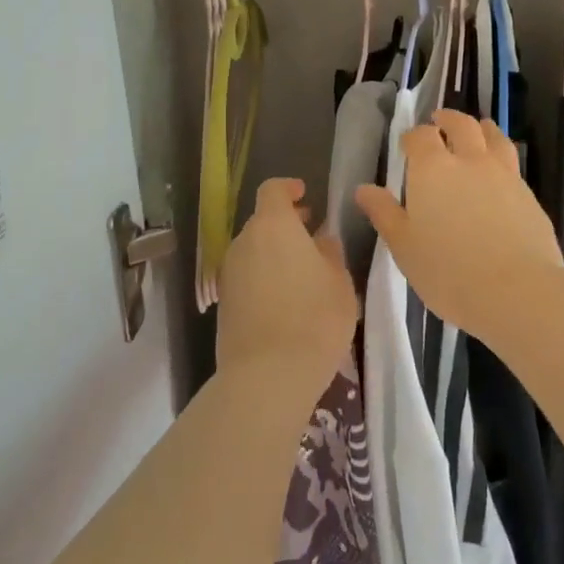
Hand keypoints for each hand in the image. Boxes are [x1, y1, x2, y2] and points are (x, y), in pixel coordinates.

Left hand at [216, 177, 358, 396]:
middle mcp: (244, 242)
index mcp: (273, 226)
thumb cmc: (314, 318)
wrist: (267, 375)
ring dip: (274, 253)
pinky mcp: (224, 302)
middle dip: (286, 224)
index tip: (305, 195)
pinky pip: (247, 276)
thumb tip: (320, 240)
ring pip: (253, 251)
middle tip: (311, 235)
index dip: (288, 188)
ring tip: (302, 272)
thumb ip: (329, 253)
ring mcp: (229, 273)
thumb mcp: (339, 282)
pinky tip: (285, 299)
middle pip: (262, 222)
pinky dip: (263, 277)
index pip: (273, 190)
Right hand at [354, 109, 563, 348]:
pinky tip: (498, 173)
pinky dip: (500, 156)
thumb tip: (364, 189)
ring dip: (481, 128)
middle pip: (461, 125)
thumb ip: (384, 214)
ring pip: (493, 136)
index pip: (420, 136)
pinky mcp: (529, 194)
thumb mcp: (404, 247)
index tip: (407, 144)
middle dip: (448, 119)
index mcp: (433, 169)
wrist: (518, 291)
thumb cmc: (449, 271)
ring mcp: (504, 175)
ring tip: (477, 131)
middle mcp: (470, 160)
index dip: (412, 136)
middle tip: (440, 121)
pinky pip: (511, 163)